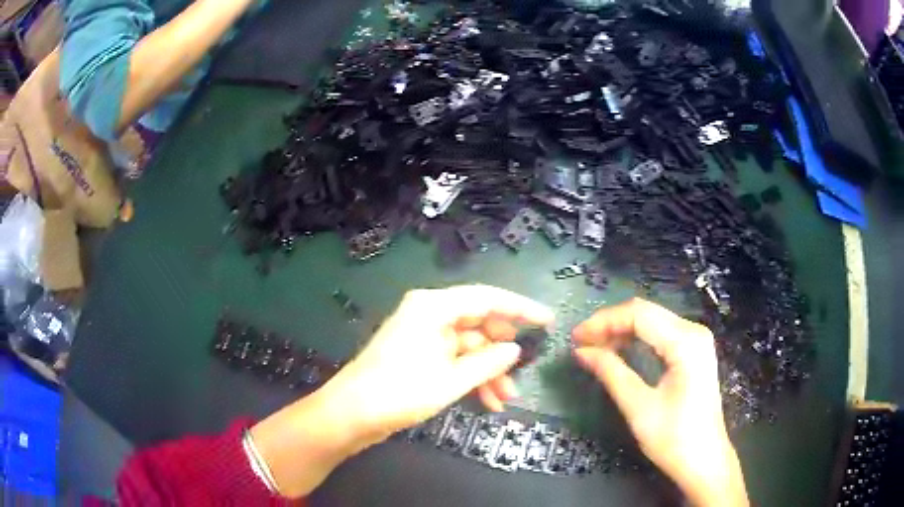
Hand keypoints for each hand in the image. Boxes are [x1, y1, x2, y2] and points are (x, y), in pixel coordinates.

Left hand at [328, 284, 553, 436]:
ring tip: (506, 398)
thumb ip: (488, 362)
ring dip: (488, 371)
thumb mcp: (450, 379)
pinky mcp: (418, 356)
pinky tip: (487, 401)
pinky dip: (471, 378)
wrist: (350, 415)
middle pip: (478, 324)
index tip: (547, 320)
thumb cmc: (399, 392)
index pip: (487, 298)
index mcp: (434, 307)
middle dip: (501, 351)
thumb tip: (514, 350)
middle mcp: (429, 314)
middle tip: (523, 371)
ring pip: (468, 347)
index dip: (520, 309)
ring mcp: (423, 336)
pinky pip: (454, 360)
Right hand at [572, 298, 747, 506]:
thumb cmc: (674, 439)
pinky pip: (660, 333)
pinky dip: (636, 338)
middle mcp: (694, 332)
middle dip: (610, 323)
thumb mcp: (639, 408)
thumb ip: (611, 373)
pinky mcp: (694, 352)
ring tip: (594, 347)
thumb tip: (582, 351)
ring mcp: (696, 340)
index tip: (576, 338)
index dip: (603, 321)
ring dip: (622, 330)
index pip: (638, 315)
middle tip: (581, 342)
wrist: (704, 461)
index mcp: (685, 342)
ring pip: (652, 320)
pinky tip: (619, 349)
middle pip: (646, 312)